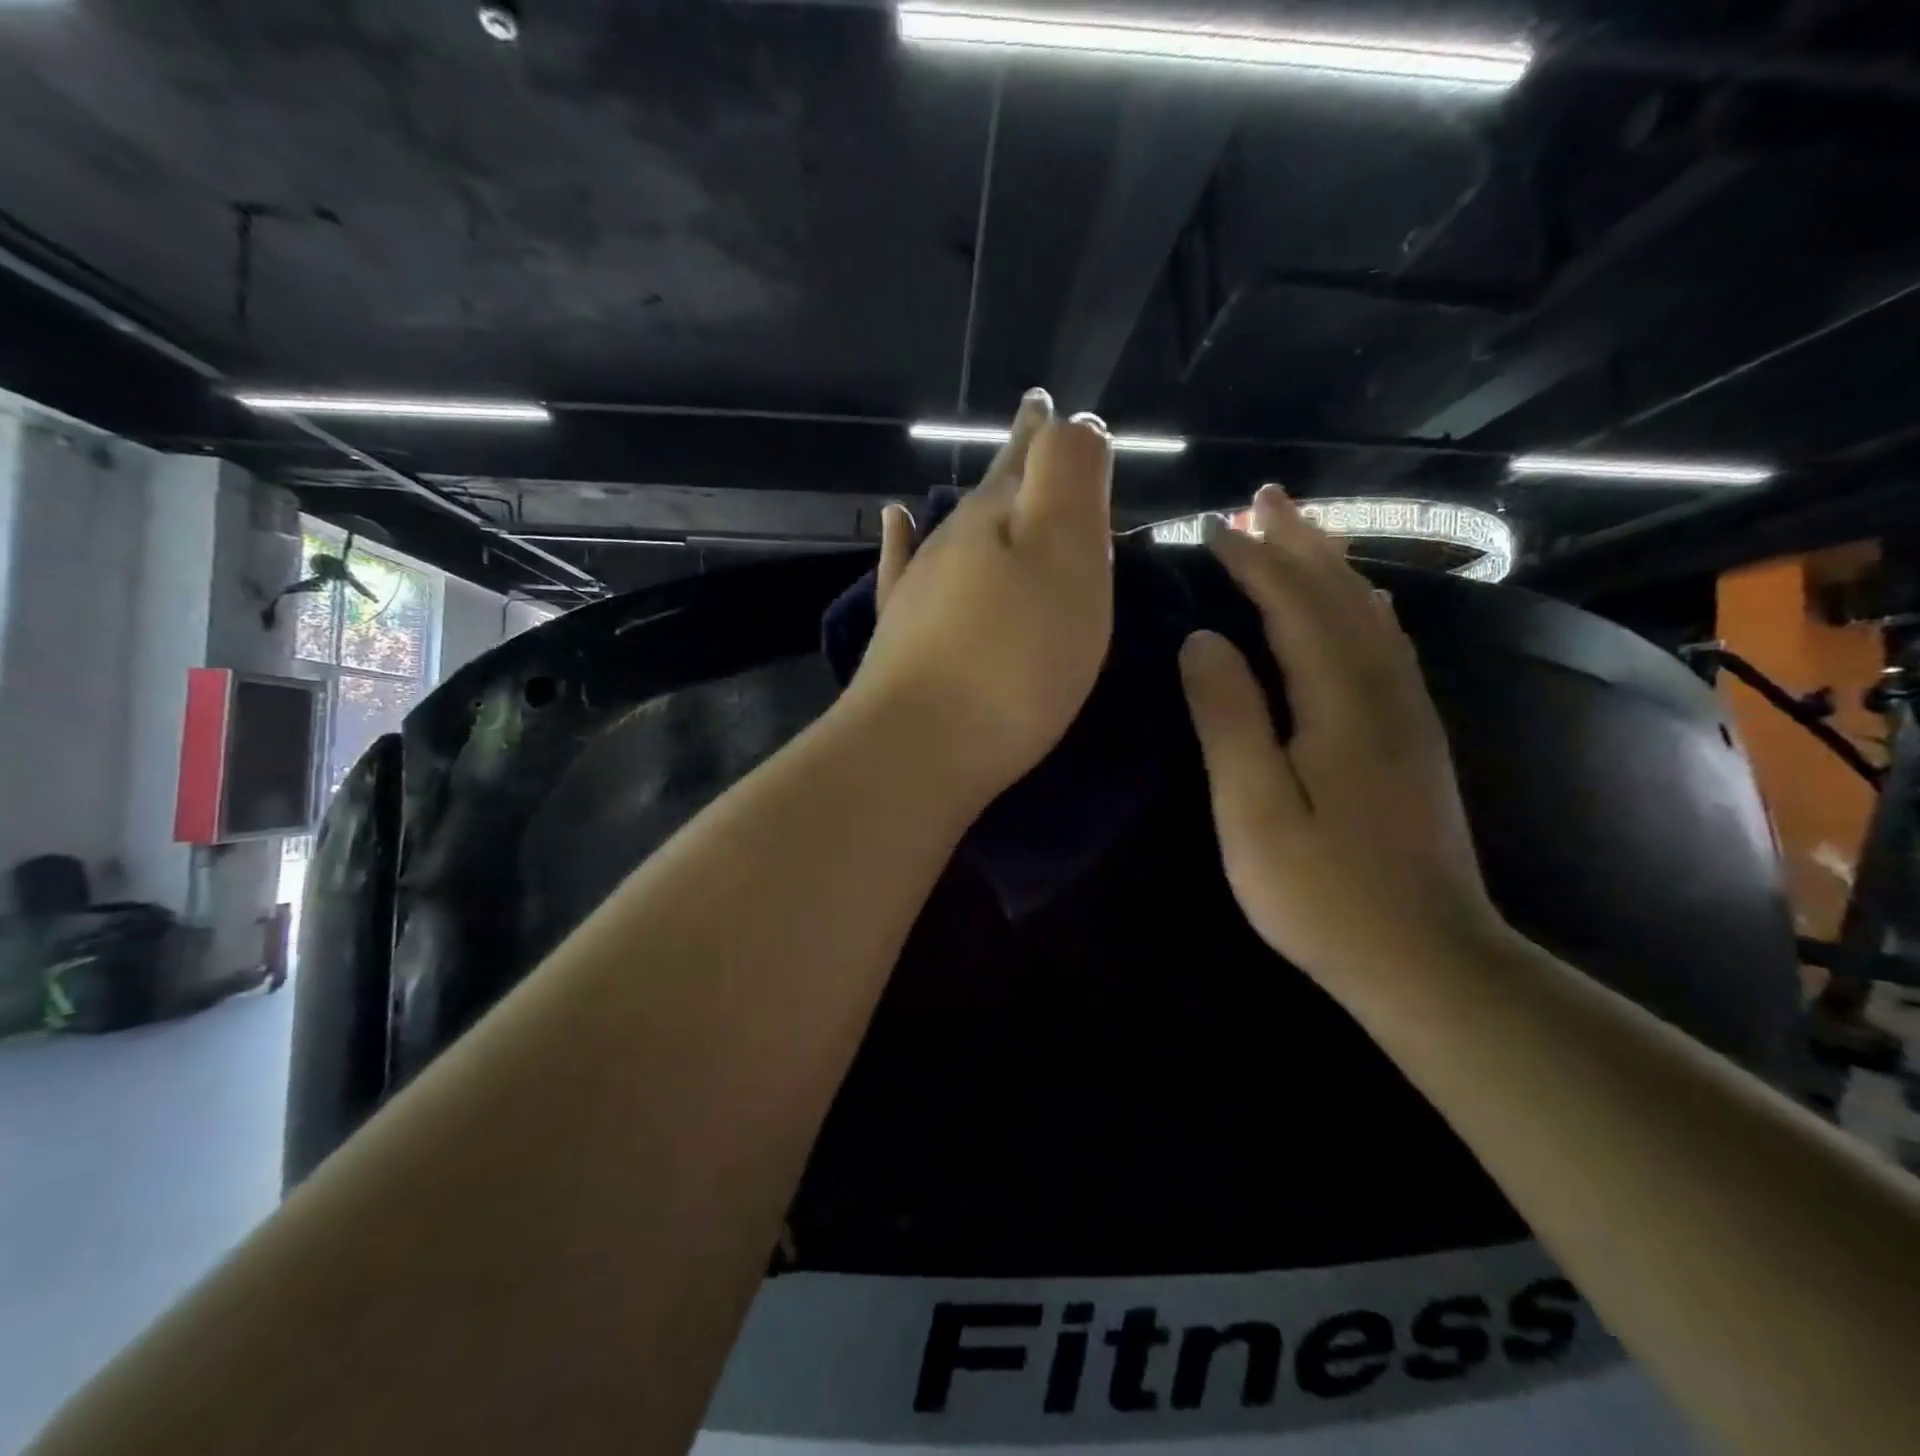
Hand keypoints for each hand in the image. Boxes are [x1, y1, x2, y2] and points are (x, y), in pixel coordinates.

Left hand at [843, 390, 1114, 801]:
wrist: (919, 746)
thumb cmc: (1012, 658)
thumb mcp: (1064, 556)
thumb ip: (1070, 479)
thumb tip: (1074, 421)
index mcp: (997, 518)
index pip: (1030, 458)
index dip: (1050, 434)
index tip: (1053, 405)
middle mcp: (950, 542)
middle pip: (992, 491)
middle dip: (1019, 461)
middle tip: (1034, 425)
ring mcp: (918, 588)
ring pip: (955, 529)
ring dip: (980, 503)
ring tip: (994, 478)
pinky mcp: (899, 635)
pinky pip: (902, 569)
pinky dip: (901, 541)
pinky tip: (895, 520)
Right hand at [1178, 485, 1505, 994]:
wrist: (1427, 958)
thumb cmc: (1322, 893)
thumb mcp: (1252, 811)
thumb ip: (1229, 719)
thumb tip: (1203, 640)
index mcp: (1340, 702)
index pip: (1294, 605)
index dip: (1252, 561)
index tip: (1210, 527)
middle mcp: (1384, 691)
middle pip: (1340, 594)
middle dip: (1299, 541)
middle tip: (1263, 497)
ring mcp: (1409, 714)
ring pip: (1369, 614)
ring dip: (1332, 564)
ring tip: (1299, 529)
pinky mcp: (1414, 738)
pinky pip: (1388, 645)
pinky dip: (1362, 606)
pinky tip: (1359, 601)